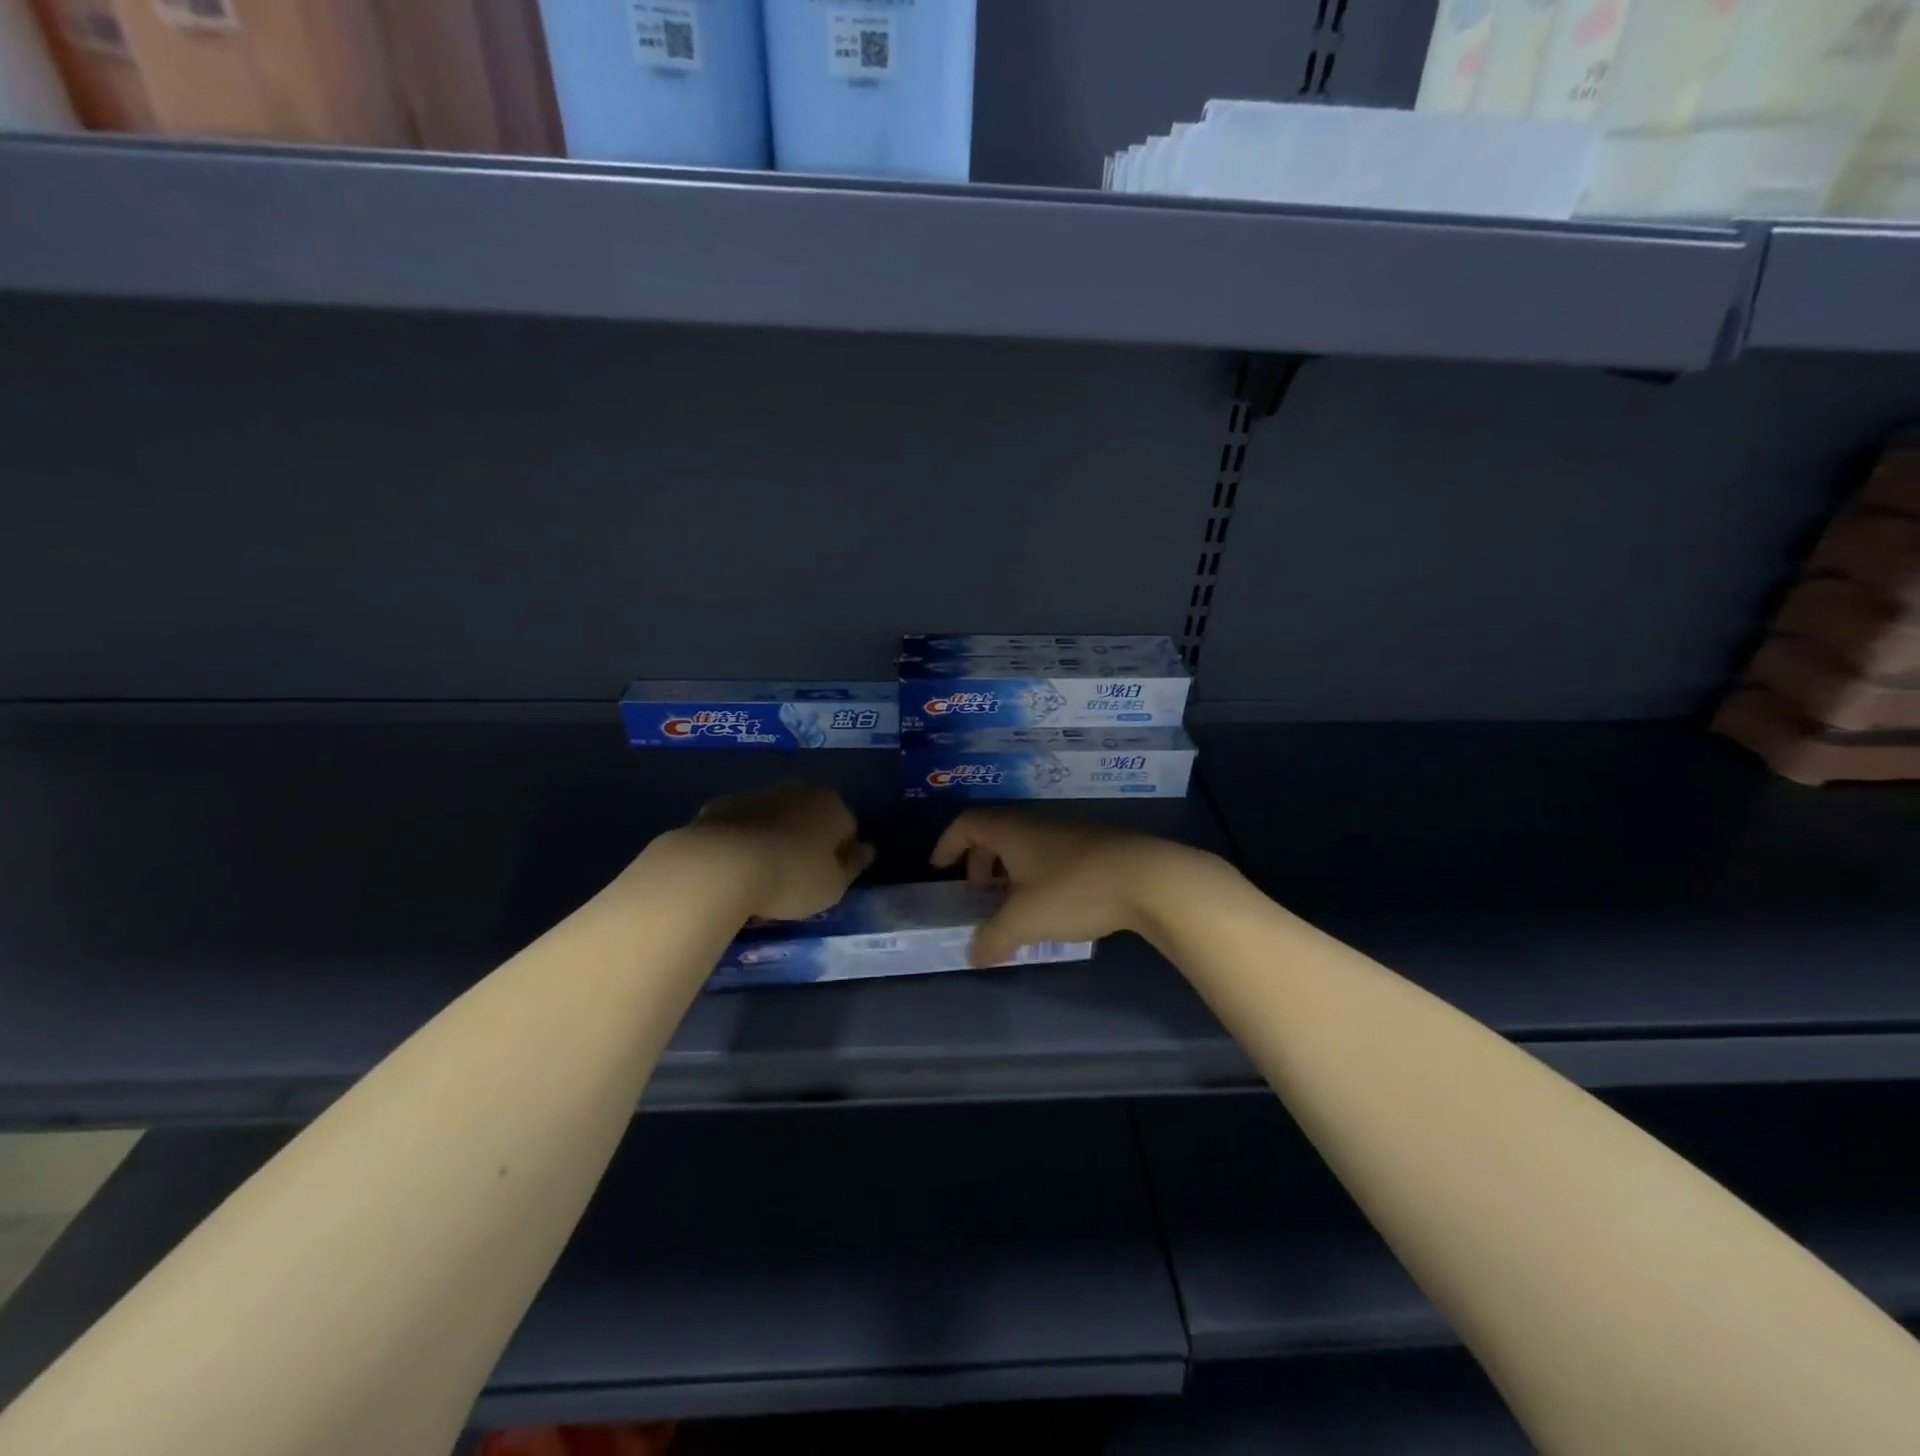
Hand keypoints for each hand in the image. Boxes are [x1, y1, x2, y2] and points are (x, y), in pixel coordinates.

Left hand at [684, 782, 875, 921]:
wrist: (720, 864)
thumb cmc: (791, 877)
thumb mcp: (833, 886)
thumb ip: (853, 866)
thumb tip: (867, 849)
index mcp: (832, 806)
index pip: (848, 829)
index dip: (840, 856)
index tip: (827, 879)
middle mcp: (798, 791)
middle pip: (811, 817)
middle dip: (808, 839)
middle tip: (797, 875)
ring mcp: (758, 794)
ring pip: (776, 817)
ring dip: (775, 836)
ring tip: (763, 873)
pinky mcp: (722, 805)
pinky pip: (742, 824)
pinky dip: (743, 838)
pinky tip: (735, 865)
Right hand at [930, 810, 1185, 966]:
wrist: (1148, 879)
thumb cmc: (1074, 890)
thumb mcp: (1025, 921)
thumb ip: (993, 939)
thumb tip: (972, 955)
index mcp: (1012, 832)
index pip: (968, 824)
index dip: (948, 843)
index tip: (939, 868)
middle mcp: (1036, 826)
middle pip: (995, 835)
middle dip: (980, 863)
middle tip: (978, 894)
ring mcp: (1068, 836)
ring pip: (1025, 848)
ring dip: (1010, 874)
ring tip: (1012, 908)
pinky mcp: (1094, 850)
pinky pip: (1050, 859)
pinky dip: (1037, 879)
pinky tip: (1050, 910)